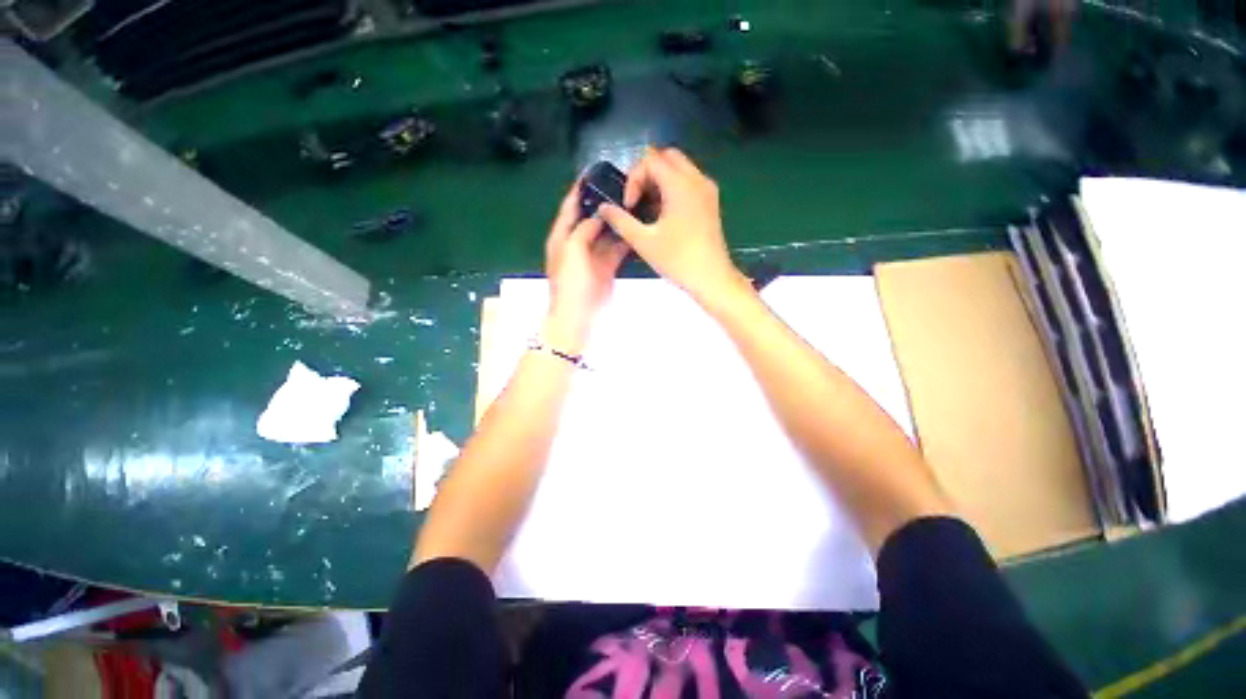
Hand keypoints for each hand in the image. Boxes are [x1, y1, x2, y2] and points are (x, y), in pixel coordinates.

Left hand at [544, 180, 629, 352]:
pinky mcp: (606, 267)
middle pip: (590, 218)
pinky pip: (616, 248)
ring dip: (616, 221)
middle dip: (603, 204)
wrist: (578, 315)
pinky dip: (625, 239)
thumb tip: (598, 215)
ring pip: (606, 233)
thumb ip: (584, 229)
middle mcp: (577, 243)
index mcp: (562, 236)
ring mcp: (593, 255)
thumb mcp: (572, 250)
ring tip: (633, 203)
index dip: (579, 189)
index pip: (570, 206)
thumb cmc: (570, 283)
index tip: (594, 172)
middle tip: (622, 187)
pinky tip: (636, 228)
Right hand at [597, 148, 744, 305]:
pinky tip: (663, 215)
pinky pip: (688, 182)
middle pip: (666, 157)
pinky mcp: (710, 202)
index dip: (633, 179)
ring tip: (647, 209)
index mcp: (680, 184)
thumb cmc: (678, 260)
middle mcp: (697, 179)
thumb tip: (604, 208)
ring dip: (659, 181)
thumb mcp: (644, 241)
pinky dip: (672, 189)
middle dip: (646, 174)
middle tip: (636, 200)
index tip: (629, 206)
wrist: (712, 279)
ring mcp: (707, 190)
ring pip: (679, 168)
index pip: (650, 160)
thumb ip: (620, 221)